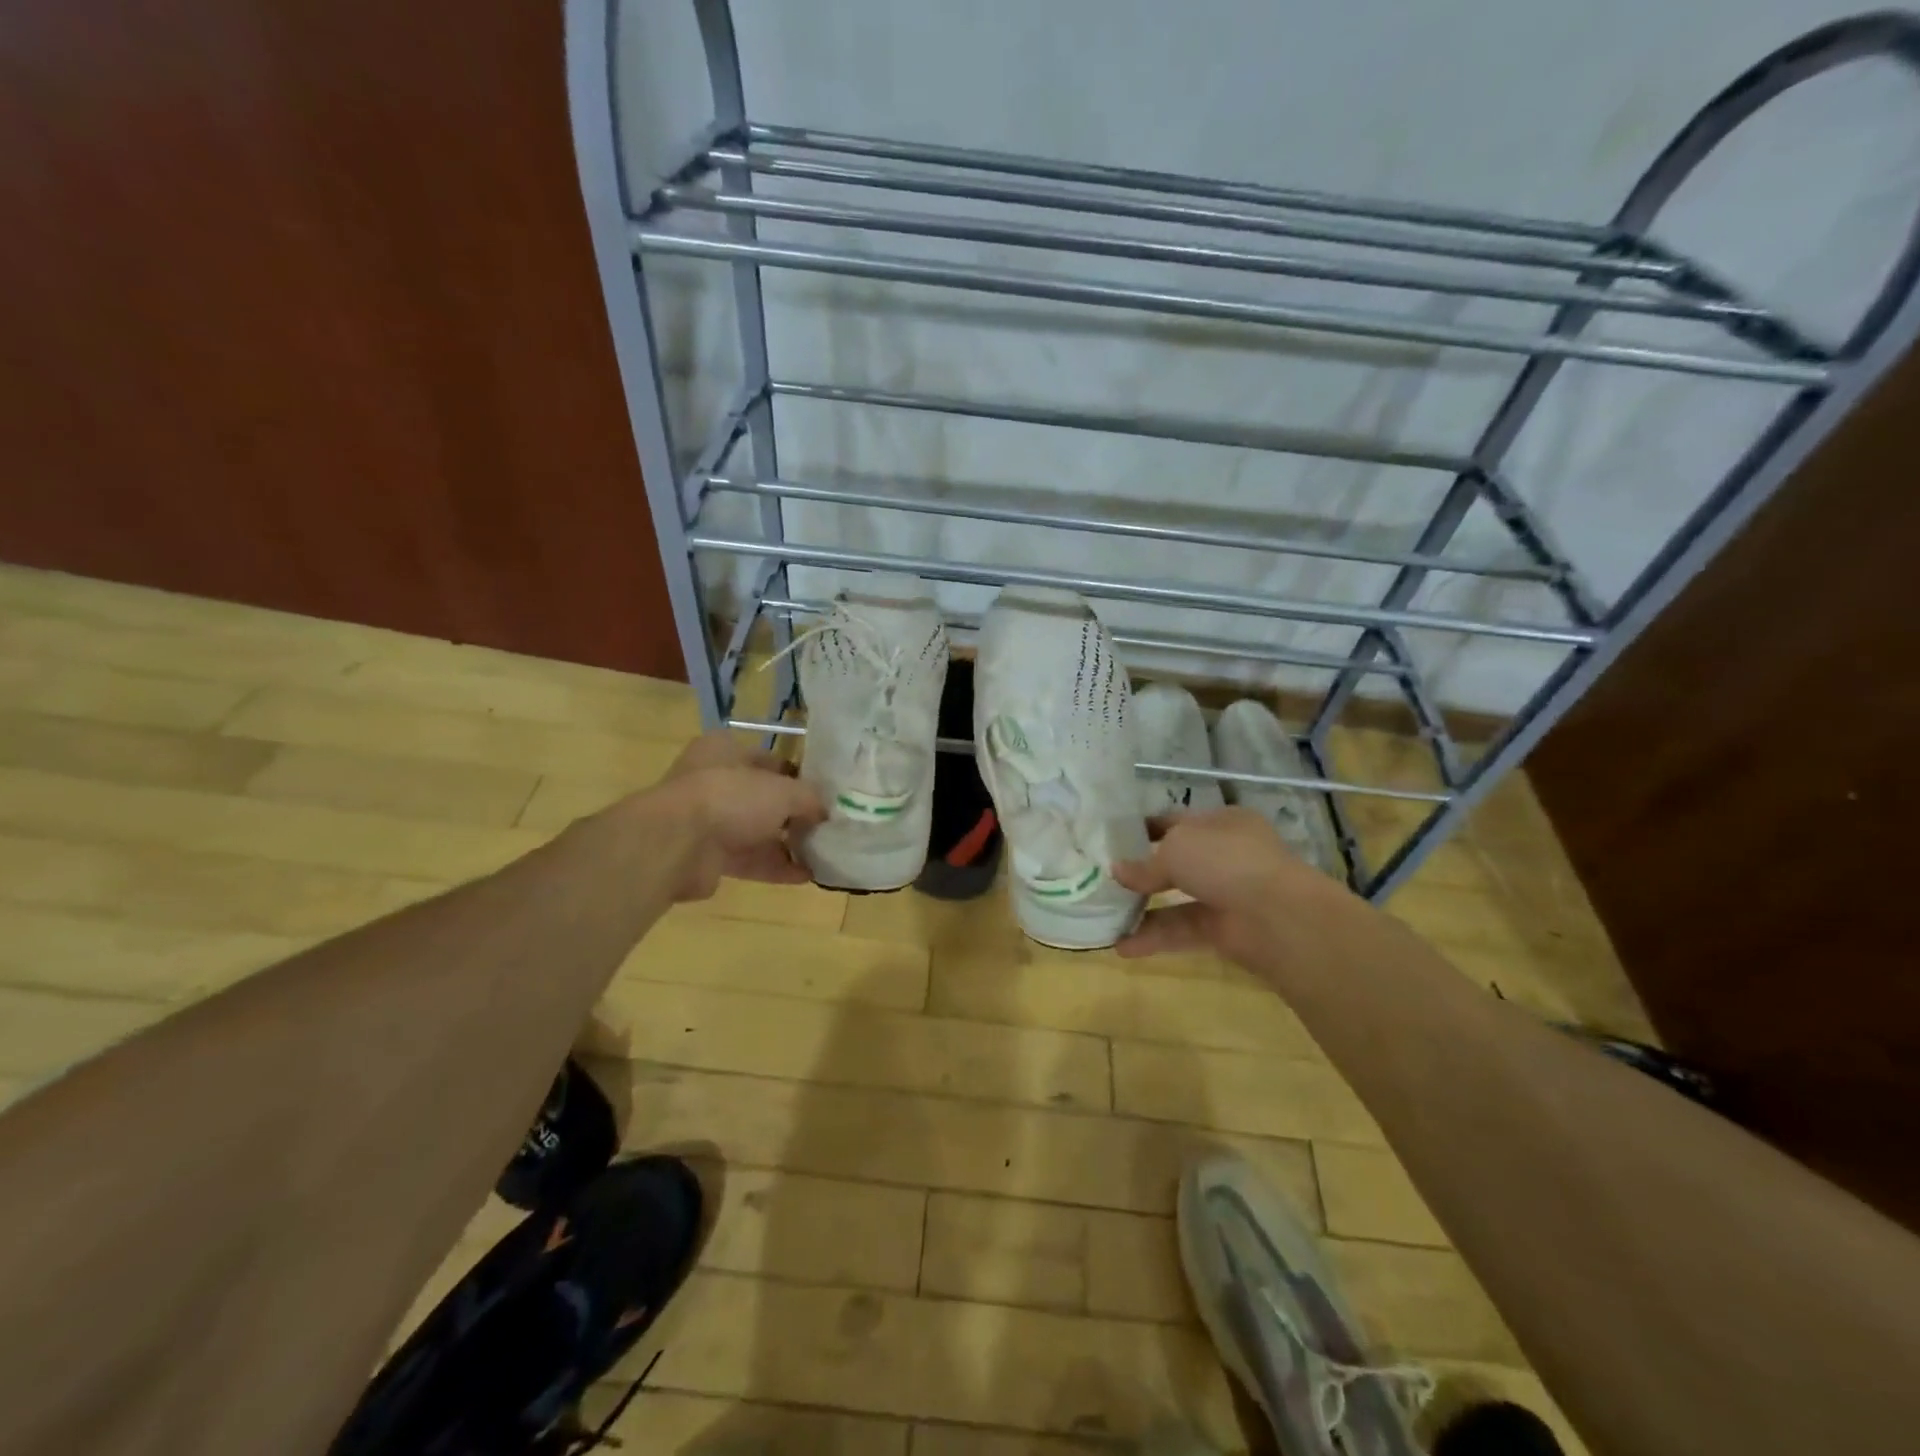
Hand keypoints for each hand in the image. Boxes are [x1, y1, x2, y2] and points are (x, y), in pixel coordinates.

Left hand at [646, 732, 825, 901]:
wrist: (677, 845)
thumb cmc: (730, 798)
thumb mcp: (783, 791)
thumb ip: (810, 798)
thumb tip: (826, 812)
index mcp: (724, 751)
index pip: (769, 760)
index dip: (797, 776)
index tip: (824, 794)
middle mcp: (713, 781)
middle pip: (763, 798)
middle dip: (794, 814)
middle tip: (825, 827)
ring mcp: (707, 821)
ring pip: (756, 831)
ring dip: (787, 844)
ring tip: (822, 854)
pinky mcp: (707, 857)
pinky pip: (748, 860)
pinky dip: (775, 867)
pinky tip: (806, 876)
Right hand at [1113, 806, 1346, 965]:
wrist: (1277, 916)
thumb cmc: (1226, 861)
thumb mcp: (1177, 848)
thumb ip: (1145, 863)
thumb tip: (1118, 871)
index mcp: (1222, 822)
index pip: (1179, 821)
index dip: (1147, 828)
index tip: (1114, 839)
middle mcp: (1226, 855)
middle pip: (1178, 861)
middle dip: (1143, 871)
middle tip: (1105, 878)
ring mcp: (1228, 894)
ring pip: (1178, 899)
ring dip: (1143, 908)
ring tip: (1106, 915)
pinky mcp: (1225, 930)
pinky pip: (1183, 930)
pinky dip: (1155, 938)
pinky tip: (1123, 946)